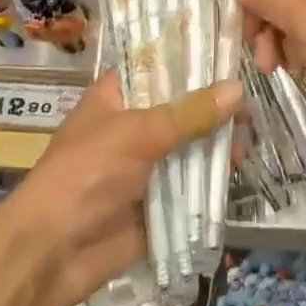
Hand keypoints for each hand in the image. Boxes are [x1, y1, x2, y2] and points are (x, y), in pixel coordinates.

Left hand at [1, 70, 240, 305]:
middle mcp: (132, 125)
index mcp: (116, 96)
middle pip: (180, 108)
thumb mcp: (137, 134)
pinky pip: (189, 185)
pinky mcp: (157, 202)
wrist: (52, 253)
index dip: (191, 59)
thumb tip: (238, 89)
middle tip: (253, 101)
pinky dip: (211, 179)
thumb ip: (189, 113)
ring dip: (215, 143)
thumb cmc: (85, 174)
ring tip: (251, 137)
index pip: (158, 65)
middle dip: (213, 106)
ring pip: (188, 146)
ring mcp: (145, 165)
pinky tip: (239, 168)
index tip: (231, 51)